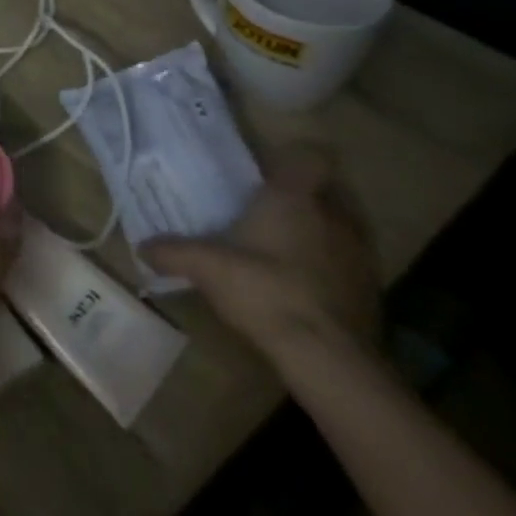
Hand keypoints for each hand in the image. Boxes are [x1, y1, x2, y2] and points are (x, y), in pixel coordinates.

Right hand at [143, 146, 379, 360]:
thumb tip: (142, 247)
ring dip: (319, 233)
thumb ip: (172, 252)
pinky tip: (305, 287)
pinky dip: (331, 268)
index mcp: (293, 199)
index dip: (293, 161)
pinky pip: (350, 264)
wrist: (329, 357)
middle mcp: (332, 217)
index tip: (268, 173)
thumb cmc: (264, 290)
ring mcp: (360, 255)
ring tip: (286, 249)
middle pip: (325, 192)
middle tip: (267, 211)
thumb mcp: (205, 268)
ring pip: (341, 228)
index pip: (310, 158)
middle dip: (301, 198)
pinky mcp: (373, 291)